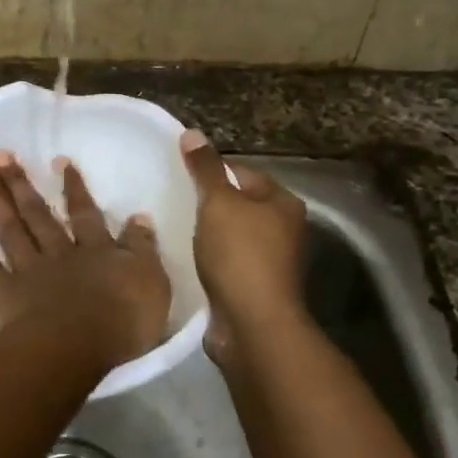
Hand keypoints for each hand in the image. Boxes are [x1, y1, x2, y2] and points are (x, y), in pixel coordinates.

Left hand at [0, 152, 171, 369]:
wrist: (79, 345)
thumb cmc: (123, 318)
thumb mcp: (151, 280)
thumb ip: (142, 248)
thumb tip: (140, 217)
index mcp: (96, 250)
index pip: (85, 213)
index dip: (73, 187)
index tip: (59, 161)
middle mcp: (59, 253)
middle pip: (38, 214)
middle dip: (21, 183)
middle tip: (2, 154)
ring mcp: (30, 272)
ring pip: (11, 230)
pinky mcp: (7, 295)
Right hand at [180, 129, 307, 337]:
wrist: (252, 323)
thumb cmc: (240, 255)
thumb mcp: (218, 203)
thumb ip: (204, 169)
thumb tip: (192, 133)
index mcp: (283, 203)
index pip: (243, 173)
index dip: (211, 172)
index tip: (180, 178)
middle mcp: (284, 229)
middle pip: (239, 205)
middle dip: (208, 204)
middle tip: (174, 202)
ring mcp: (272, 261)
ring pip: (231, 235)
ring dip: (207, 234)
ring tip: (175, 230)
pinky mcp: (255, 286)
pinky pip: (227, 262)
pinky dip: (209, 259)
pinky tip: (186, 259)